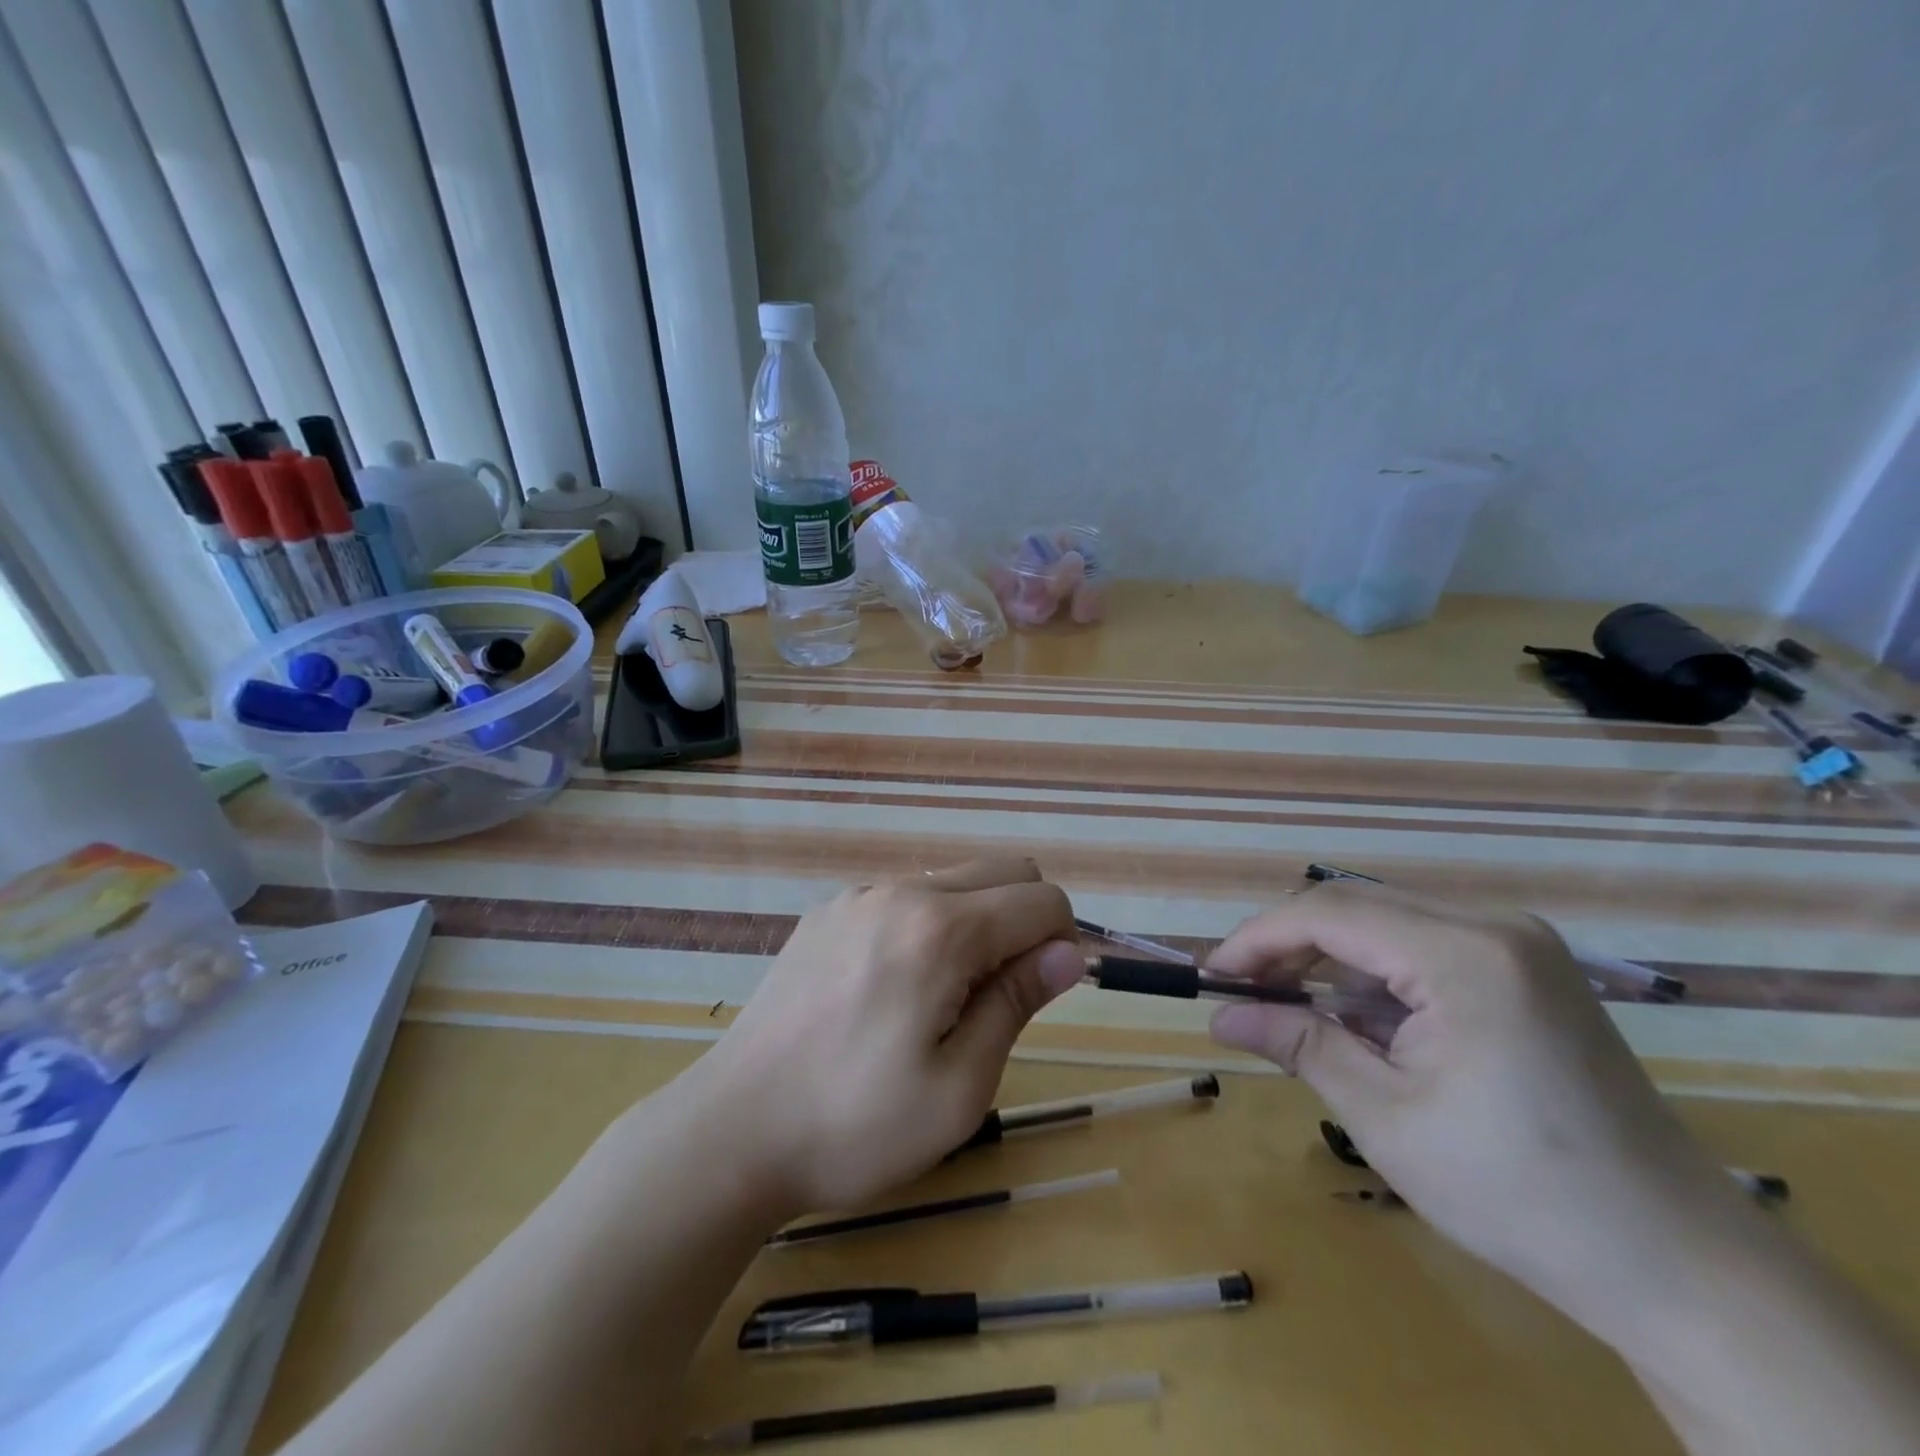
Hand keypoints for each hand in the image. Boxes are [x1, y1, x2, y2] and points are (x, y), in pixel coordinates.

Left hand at [686, 859, 1081, 1219]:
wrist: (732, 1130)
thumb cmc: (856, 1125)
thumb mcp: (958, 1087)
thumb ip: (1016, 1003)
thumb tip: (1068, 952)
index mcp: (941, 930)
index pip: (1041, 899)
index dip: (1062, 942)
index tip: (1043, 996)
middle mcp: (900, 891)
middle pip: (1003, 870)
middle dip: (1025, 921)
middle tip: (997, 998)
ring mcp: (856, 896)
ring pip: (952, 880)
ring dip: (975, 923)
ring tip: (939, 1001)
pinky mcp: (826, 912)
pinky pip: (903, 897)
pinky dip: (926, 926)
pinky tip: (889, 991)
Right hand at [1206, 882, 1750, 1335]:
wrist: (1675, 1260)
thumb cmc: (1519, 1193)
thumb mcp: (1386, 1117)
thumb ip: (1299, 1045)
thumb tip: (1219, 1015)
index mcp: (1465, 955)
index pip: (1329, 913)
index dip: (1259, 939)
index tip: (1213, 977)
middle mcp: (1494, 926)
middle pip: (1356, 906)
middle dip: (1289, 946)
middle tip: (1243, 994)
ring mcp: (1518, 943)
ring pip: (1386, 922)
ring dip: (1329, 960)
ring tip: (1288, 1009)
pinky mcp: (1526, 968)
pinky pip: (1423, 945)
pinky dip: (1374, 975)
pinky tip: (1356, 1020)